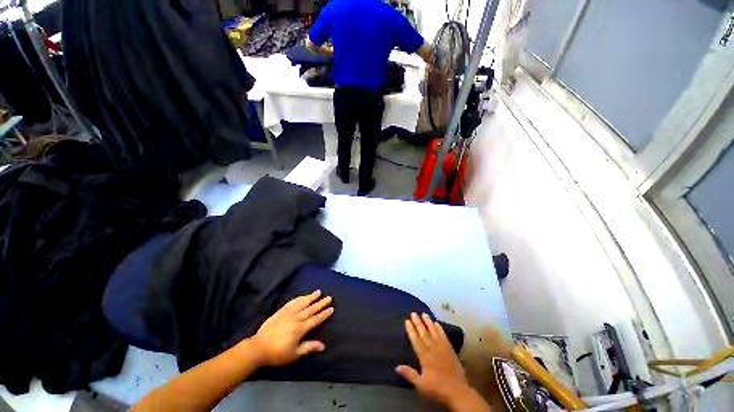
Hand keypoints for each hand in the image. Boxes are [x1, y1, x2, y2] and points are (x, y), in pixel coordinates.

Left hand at [251, 290, 333, 366]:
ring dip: (311, 297)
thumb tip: (323, 346)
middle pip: (311, 309)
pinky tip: (303, 296)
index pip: (315, 319)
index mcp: (300, 329)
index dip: (324, 314)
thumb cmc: (277, 353)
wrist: (258, 348)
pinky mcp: (281, 311)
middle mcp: (296, 318)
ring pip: (302, 303)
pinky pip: (292, 302)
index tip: (332, 308)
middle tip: (329, 297)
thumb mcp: (294, 354)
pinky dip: (299, 298)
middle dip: (321, 303)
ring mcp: (288, 313)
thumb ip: (309, 347)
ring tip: (318, 292)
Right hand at [396, 313, 473, 406]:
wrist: (457, 392)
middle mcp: (432, 349)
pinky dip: (440, 329)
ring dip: (428, 323)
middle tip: (413, 313)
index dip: (411, 330)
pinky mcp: (450, 350)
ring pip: (434, 333)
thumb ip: (409, 374)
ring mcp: (442, 348)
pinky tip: (437, 323)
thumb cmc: (437, 388)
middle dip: (418, 323)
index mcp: (424, 357)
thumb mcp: (421, 385)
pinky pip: (444, 337)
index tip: (407, 320)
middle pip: (424, 334)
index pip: (416, 341)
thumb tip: (397, 366)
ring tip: (424, 314)